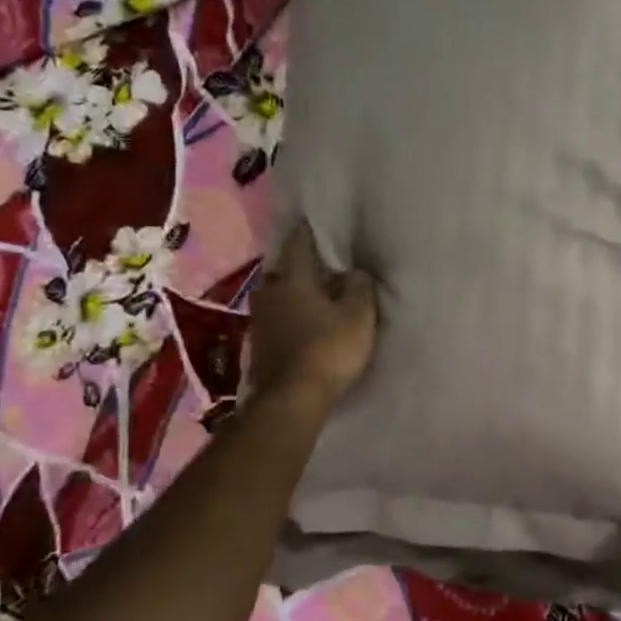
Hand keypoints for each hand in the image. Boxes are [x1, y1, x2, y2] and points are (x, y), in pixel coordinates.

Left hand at [249, 222, 377, 405]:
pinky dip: (289, 316)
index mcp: (294, 278)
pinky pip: (276, 318)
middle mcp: (270, 291)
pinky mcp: (259, 343)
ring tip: (314, 296)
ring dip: (293, 293)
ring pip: (278, 294)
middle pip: (285, 269)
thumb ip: (360, 287)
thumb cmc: (329, 349)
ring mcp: (260, 319)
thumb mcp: (360, 315)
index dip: (311, 230)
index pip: (299, 242)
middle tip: (323, 267)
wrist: (292, 398)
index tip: (321, 222)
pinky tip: (303, 323)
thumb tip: (356, 272)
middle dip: (302, 266)